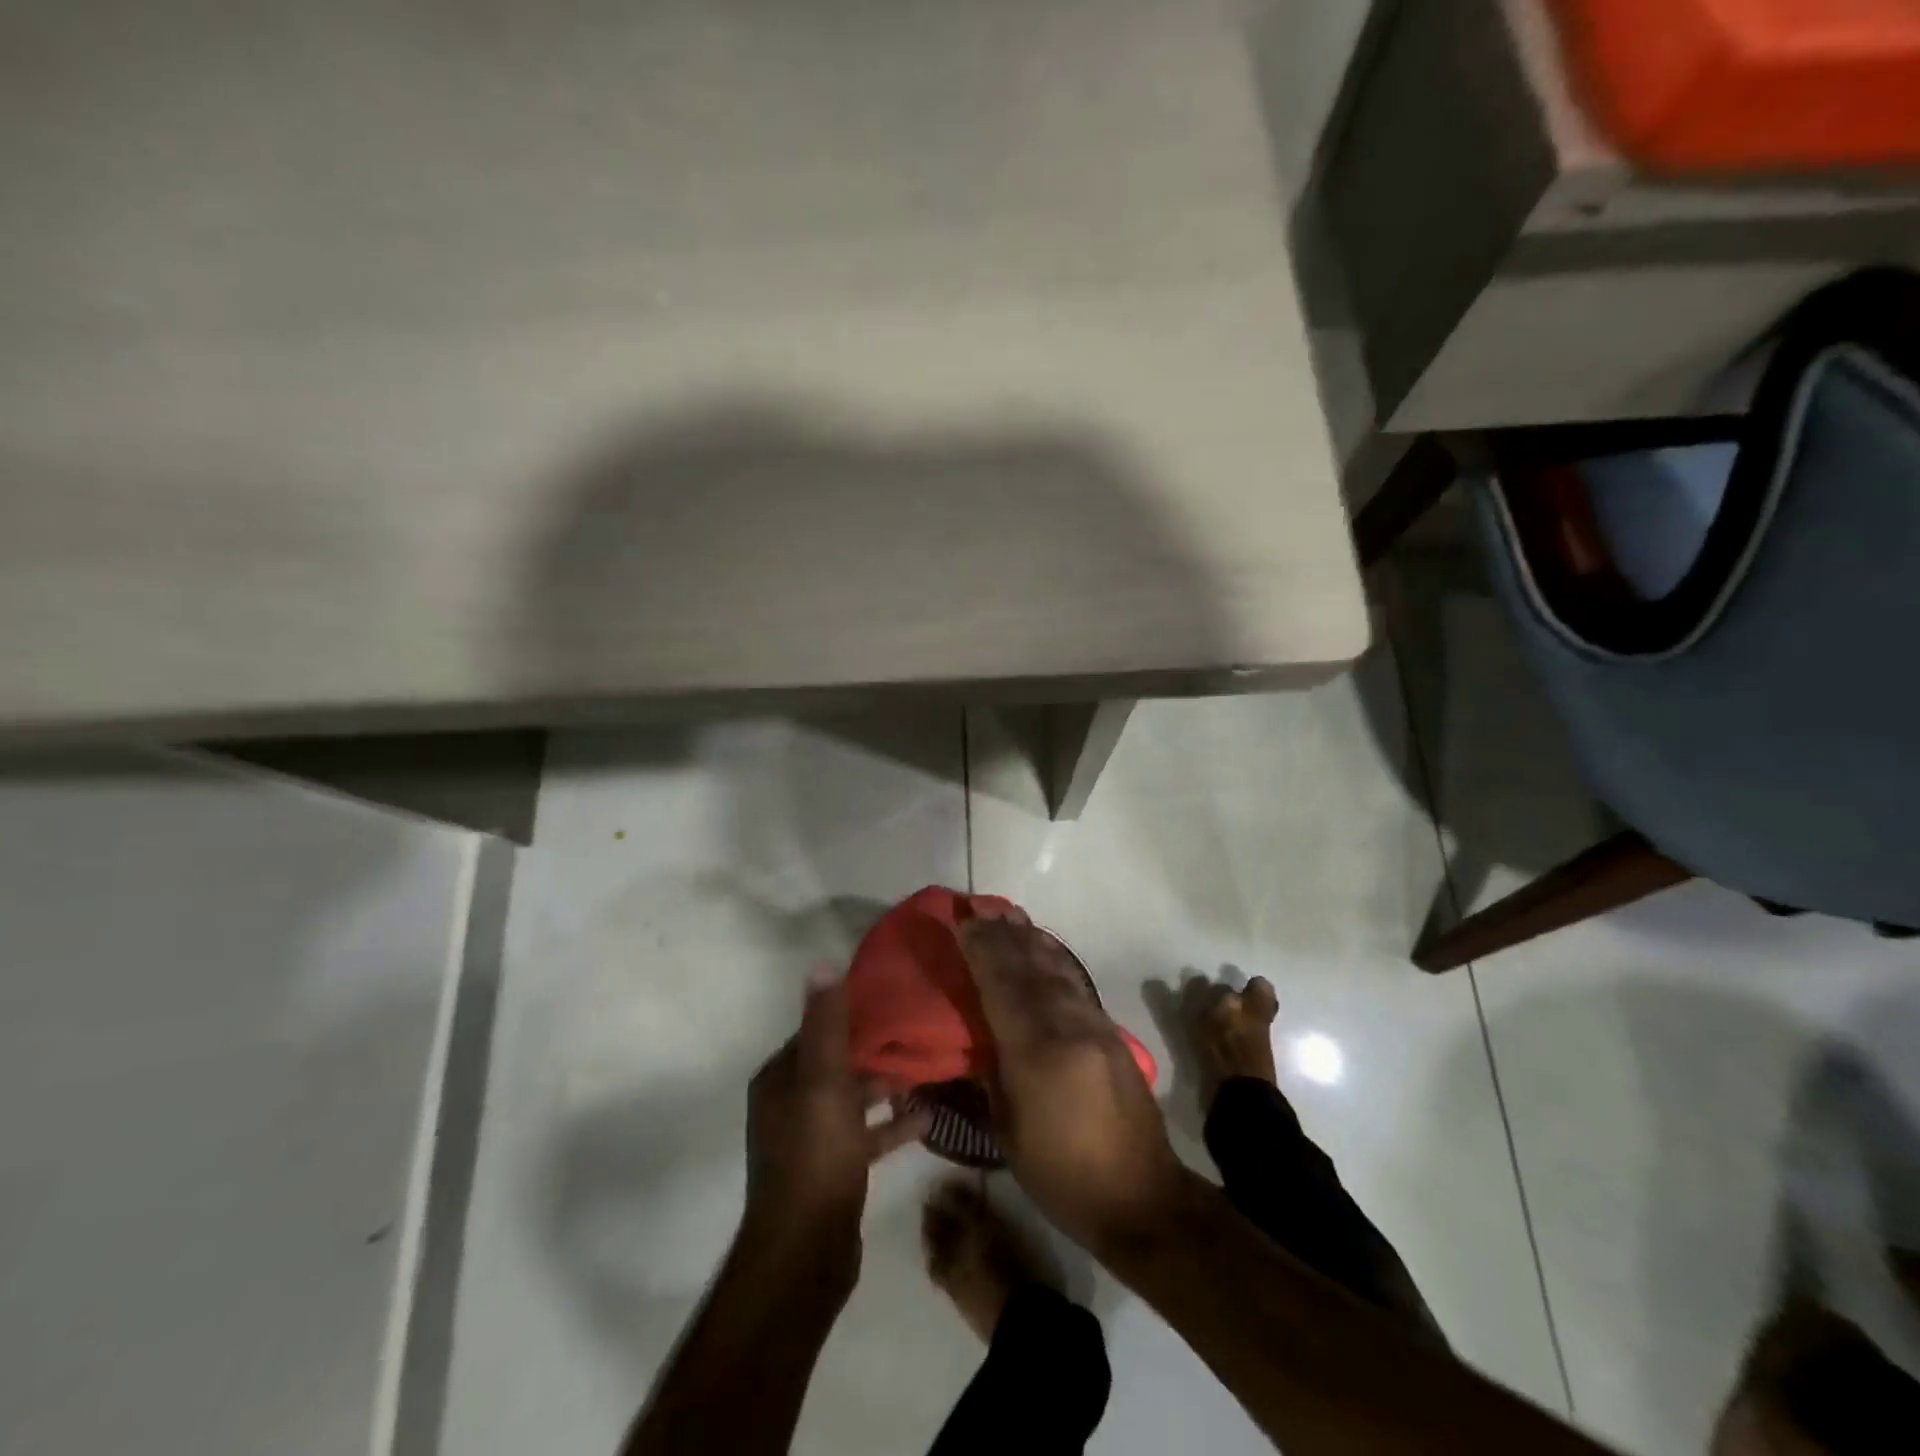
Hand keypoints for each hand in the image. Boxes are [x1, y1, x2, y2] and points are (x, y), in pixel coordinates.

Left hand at [743, 966, 928, 1261]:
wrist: (806, 1254)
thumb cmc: (815, 1156)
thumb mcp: (824, 1082)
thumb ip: (827, 1025)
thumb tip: (822, 963)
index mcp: (779, 1079)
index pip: (817, 1031)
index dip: (853, 1014)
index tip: (894, 999)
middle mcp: (789, 1103)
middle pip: (838, 1063)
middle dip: (876, 1049)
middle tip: (921, 1030)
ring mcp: (811, 1139)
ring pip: (854, 1098)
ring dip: (888, 1085)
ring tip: (930, 1067)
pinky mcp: (833, 1169)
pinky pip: (865, 1134)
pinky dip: (892, 1124)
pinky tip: (929, 1117)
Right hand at [958, 910, 1190, 1259]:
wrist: (1143, 1198)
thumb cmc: (1063, 1176)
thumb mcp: (1010, 1134)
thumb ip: (992, 1075)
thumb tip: (977, 1037)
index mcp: (1037, 1054)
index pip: (1002, 987)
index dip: (981, 950)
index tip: (962, 920)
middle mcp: (1068, 1027)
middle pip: (1029, 968)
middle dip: (1002, 934)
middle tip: (979, 906)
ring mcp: (1095, 1025)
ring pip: (1056, 968)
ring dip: (1029, 938)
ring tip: (1008, 913)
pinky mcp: (1112, 1031)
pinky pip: (1075, 982)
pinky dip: (1054, 958)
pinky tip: (1043, 947)